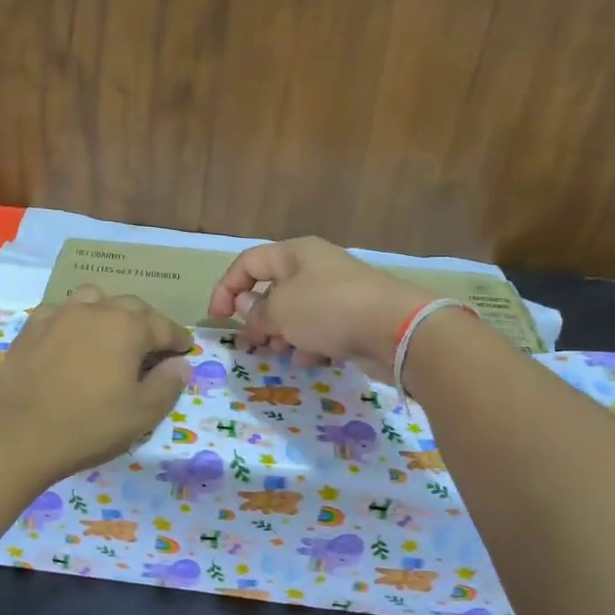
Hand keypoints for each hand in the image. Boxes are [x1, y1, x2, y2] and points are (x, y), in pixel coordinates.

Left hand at [0, 285, 192, 479]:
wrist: (20, 434)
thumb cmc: (90, 425)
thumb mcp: (142, 413)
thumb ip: (167, 384)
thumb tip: (180, 364)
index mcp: (127, 326)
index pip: (162, 326)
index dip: (177, 339)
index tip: (185, 349)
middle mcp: (94, 310)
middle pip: (129, 306)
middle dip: (145, 323)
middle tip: (151, 346)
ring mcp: (58, 315)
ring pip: (91, 300)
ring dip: (107, 312)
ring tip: (109, 334)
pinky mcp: (30, 329)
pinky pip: (58, 313)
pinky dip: (71, 321)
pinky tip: (70, 340)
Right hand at [206, 236, 429, 374]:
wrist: (396, 328)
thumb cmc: (328, 309)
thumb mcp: (280, 311)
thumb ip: (256, 312)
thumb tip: (248, 307)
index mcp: (294, 253)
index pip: (248, 262)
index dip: (226, 287)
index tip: (218, 317)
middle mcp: (315, 267)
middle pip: (273, 287)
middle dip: (256, 315)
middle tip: (250, 339)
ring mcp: (337, 291)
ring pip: (296, 310)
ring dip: (281, 332)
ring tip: (277, 351)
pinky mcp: (354, 315)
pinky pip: (320, 326)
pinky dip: (308, 342)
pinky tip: (306, 360)